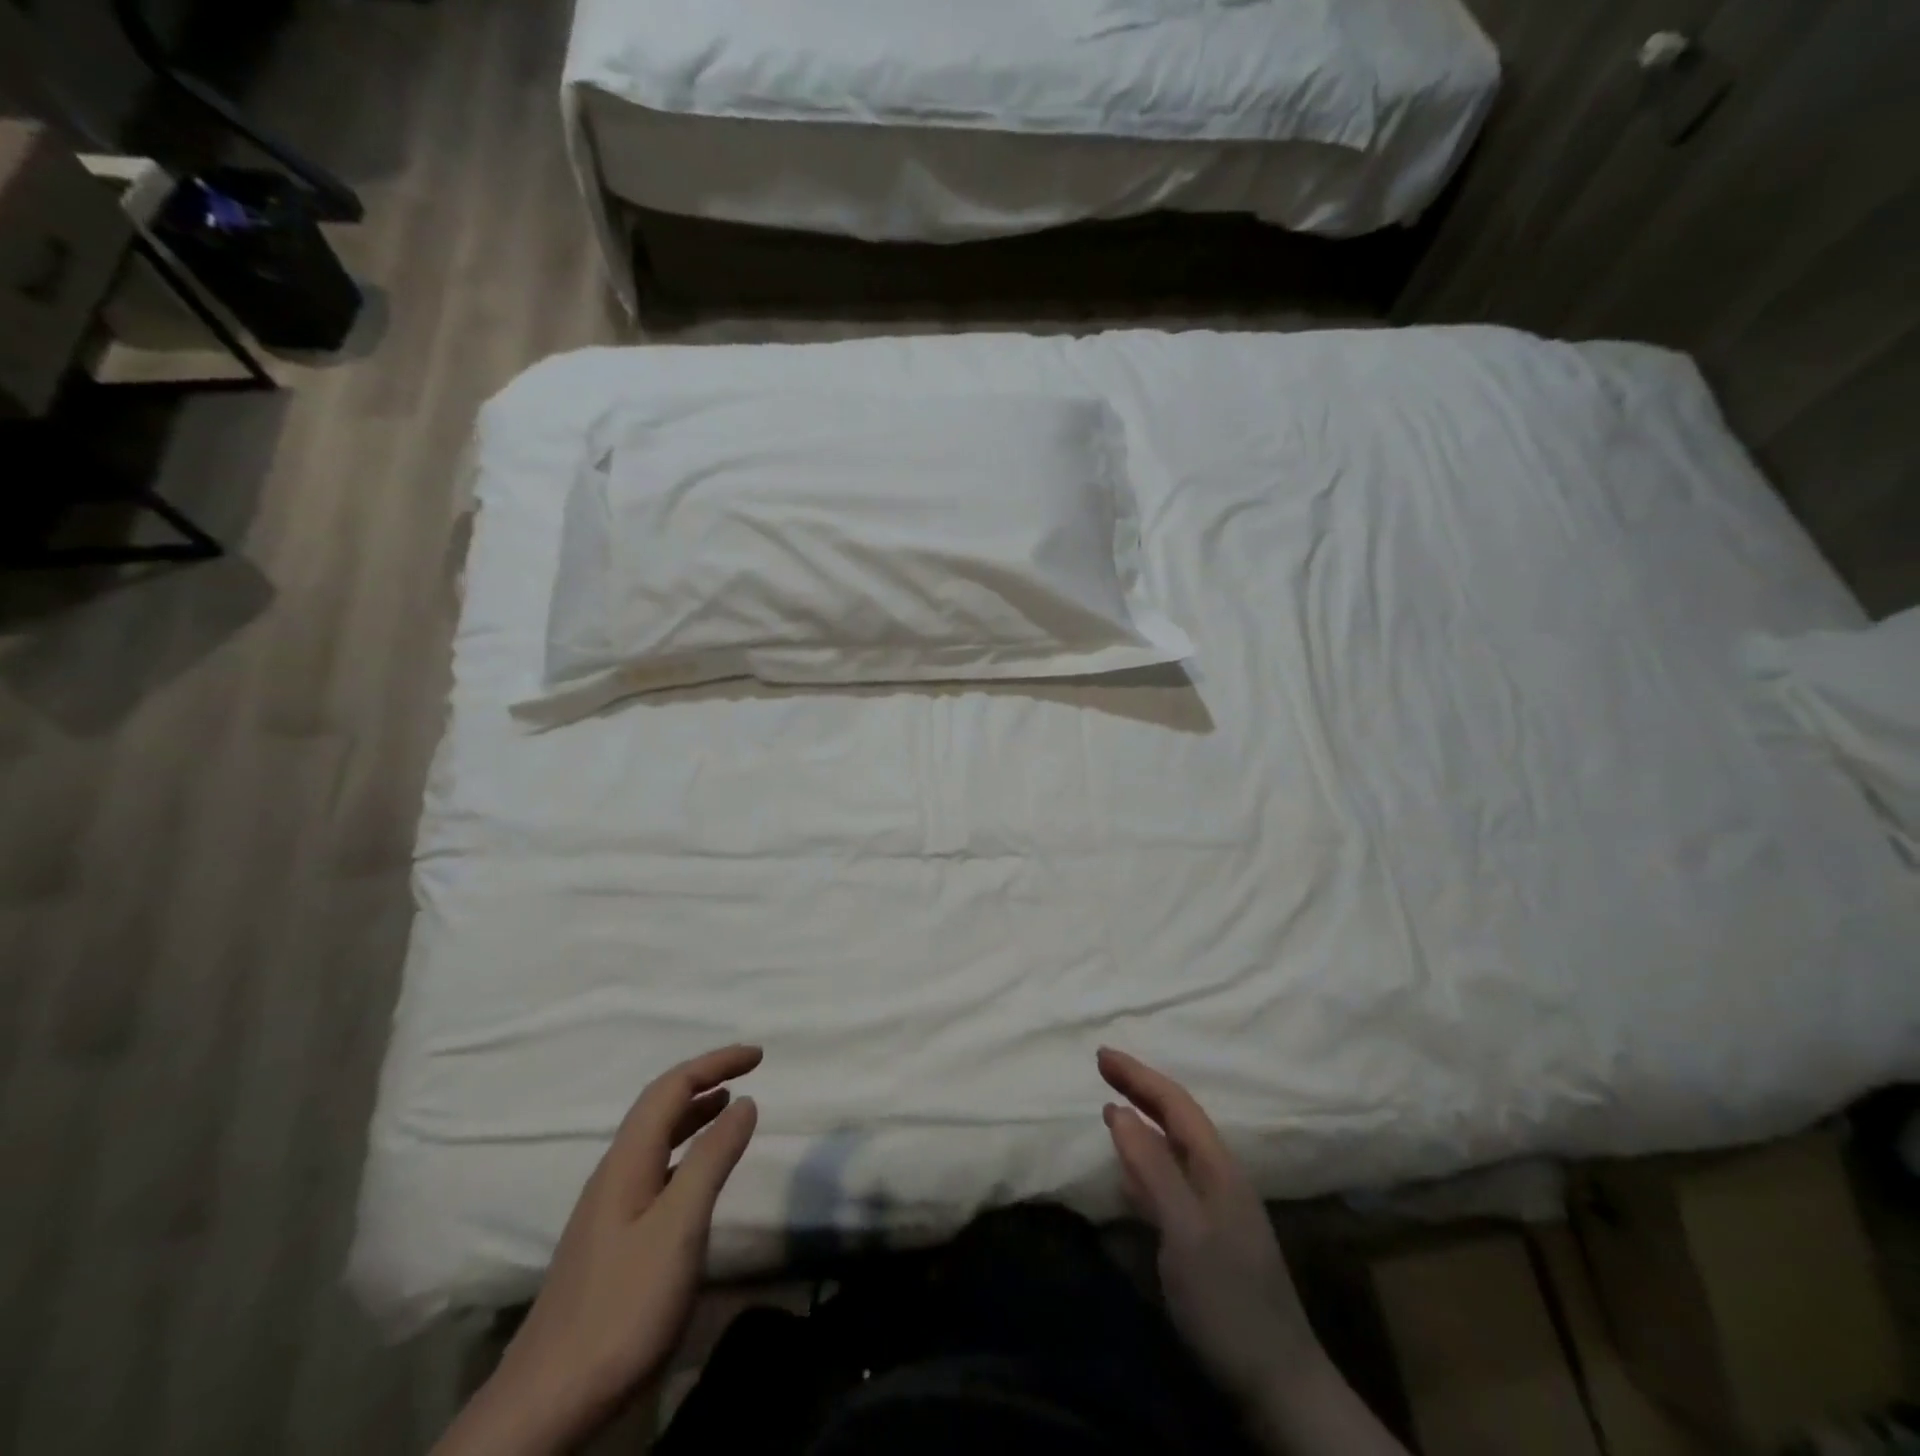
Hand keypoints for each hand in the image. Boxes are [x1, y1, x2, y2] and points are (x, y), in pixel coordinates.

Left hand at [436, 1045, 761, 1455]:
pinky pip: (655, 1170)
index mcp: (627, 1161)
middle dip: (704, 1080)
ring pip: (656, 1140)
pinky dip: (685, 1152)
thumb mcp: (679, 1227)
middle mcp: (614, 1173)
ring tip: (729, 1107)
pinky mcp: (612, 1240)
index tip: (759, 1055)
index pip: (671, 1087)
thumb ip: (712, 1159)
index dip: (715, 1062)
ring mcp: (609, 1208)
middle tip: (748, 1072)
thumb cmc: (622, 1305)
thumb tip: (744, 1101)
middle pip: (659, 1107)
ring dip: (694, 1114)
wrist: (548, 1402)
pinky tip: (698, 1175)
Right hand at [1097, 1046, 1316, 1403]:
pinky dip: (1146, 1160)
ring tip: (1113, 1106)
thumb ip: (1151, 1168)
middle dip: (1140, 1089)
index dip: (1138, 1075)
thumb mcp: (1184, 1231)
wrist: (1278, 1385)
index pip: (1175, 1103)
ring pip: (1175, 1146)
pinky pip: (1171, 1178)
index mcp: (1218, 1166)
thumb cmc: (1228, 1301)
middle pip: (1177, 1118)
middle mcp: (1220, 1176)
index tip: (1101, 1055)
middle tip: (1103, 1068)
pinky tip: (1130, 1172)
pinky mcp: (1209, 1236)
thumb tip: (1118, 1110)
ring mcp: (1217, 1207)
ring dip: (1144, 1120)